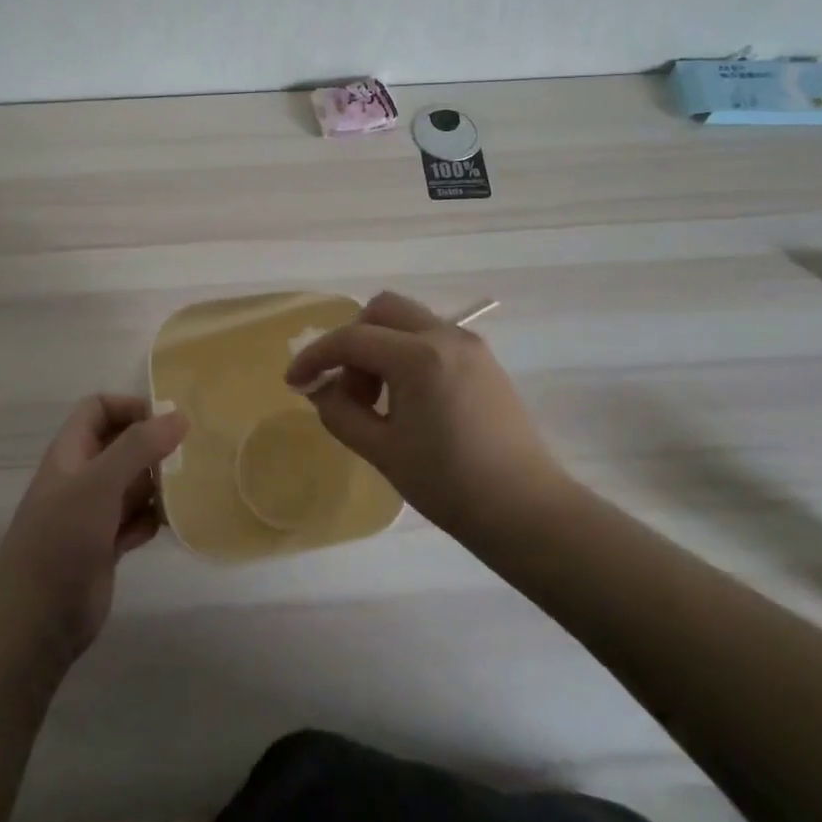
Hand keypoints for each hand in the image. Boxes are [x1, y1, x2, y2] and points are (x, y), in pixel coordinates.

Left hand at [0, 396, 187, 673]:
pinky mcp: (105, 547)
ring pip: (132, 484)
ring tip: (188, 488)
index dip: (130, 407)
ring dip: (158, 484)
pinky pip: (137, 520)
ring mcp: (93, 514)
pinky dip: (153, 519)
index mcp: (70, 453)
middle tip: (190, 454)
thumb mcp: (99, 484)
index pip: (98, 409)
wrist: (34, 621)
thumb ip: (138, 447)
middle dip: (153, 446)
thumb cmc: (60, 540)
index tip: (168, 421)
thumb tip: (179, 415)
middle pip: (121, 445)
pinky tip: (171, 524)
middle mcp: (81, 478)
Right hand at [284, 291, 563, 536]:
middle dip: (352, 341)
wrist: (526, 511)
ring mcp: (470, 345)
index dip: (315, 357)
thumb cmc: (449, 485)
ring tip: (378, 402)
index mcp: (418, 356)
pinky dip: (407, 354)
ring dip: (381, 347)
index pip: (352, 340)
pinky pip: (432, 338)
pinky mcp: (484, 361)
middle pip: (382, 310)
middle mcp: (445, 336)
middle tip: (349, 389)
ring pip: (408, 321)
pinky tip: (407, 400)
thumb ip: (340, 412)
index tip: (294, 382)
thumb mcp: (382, 451)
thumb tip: (321, 390)